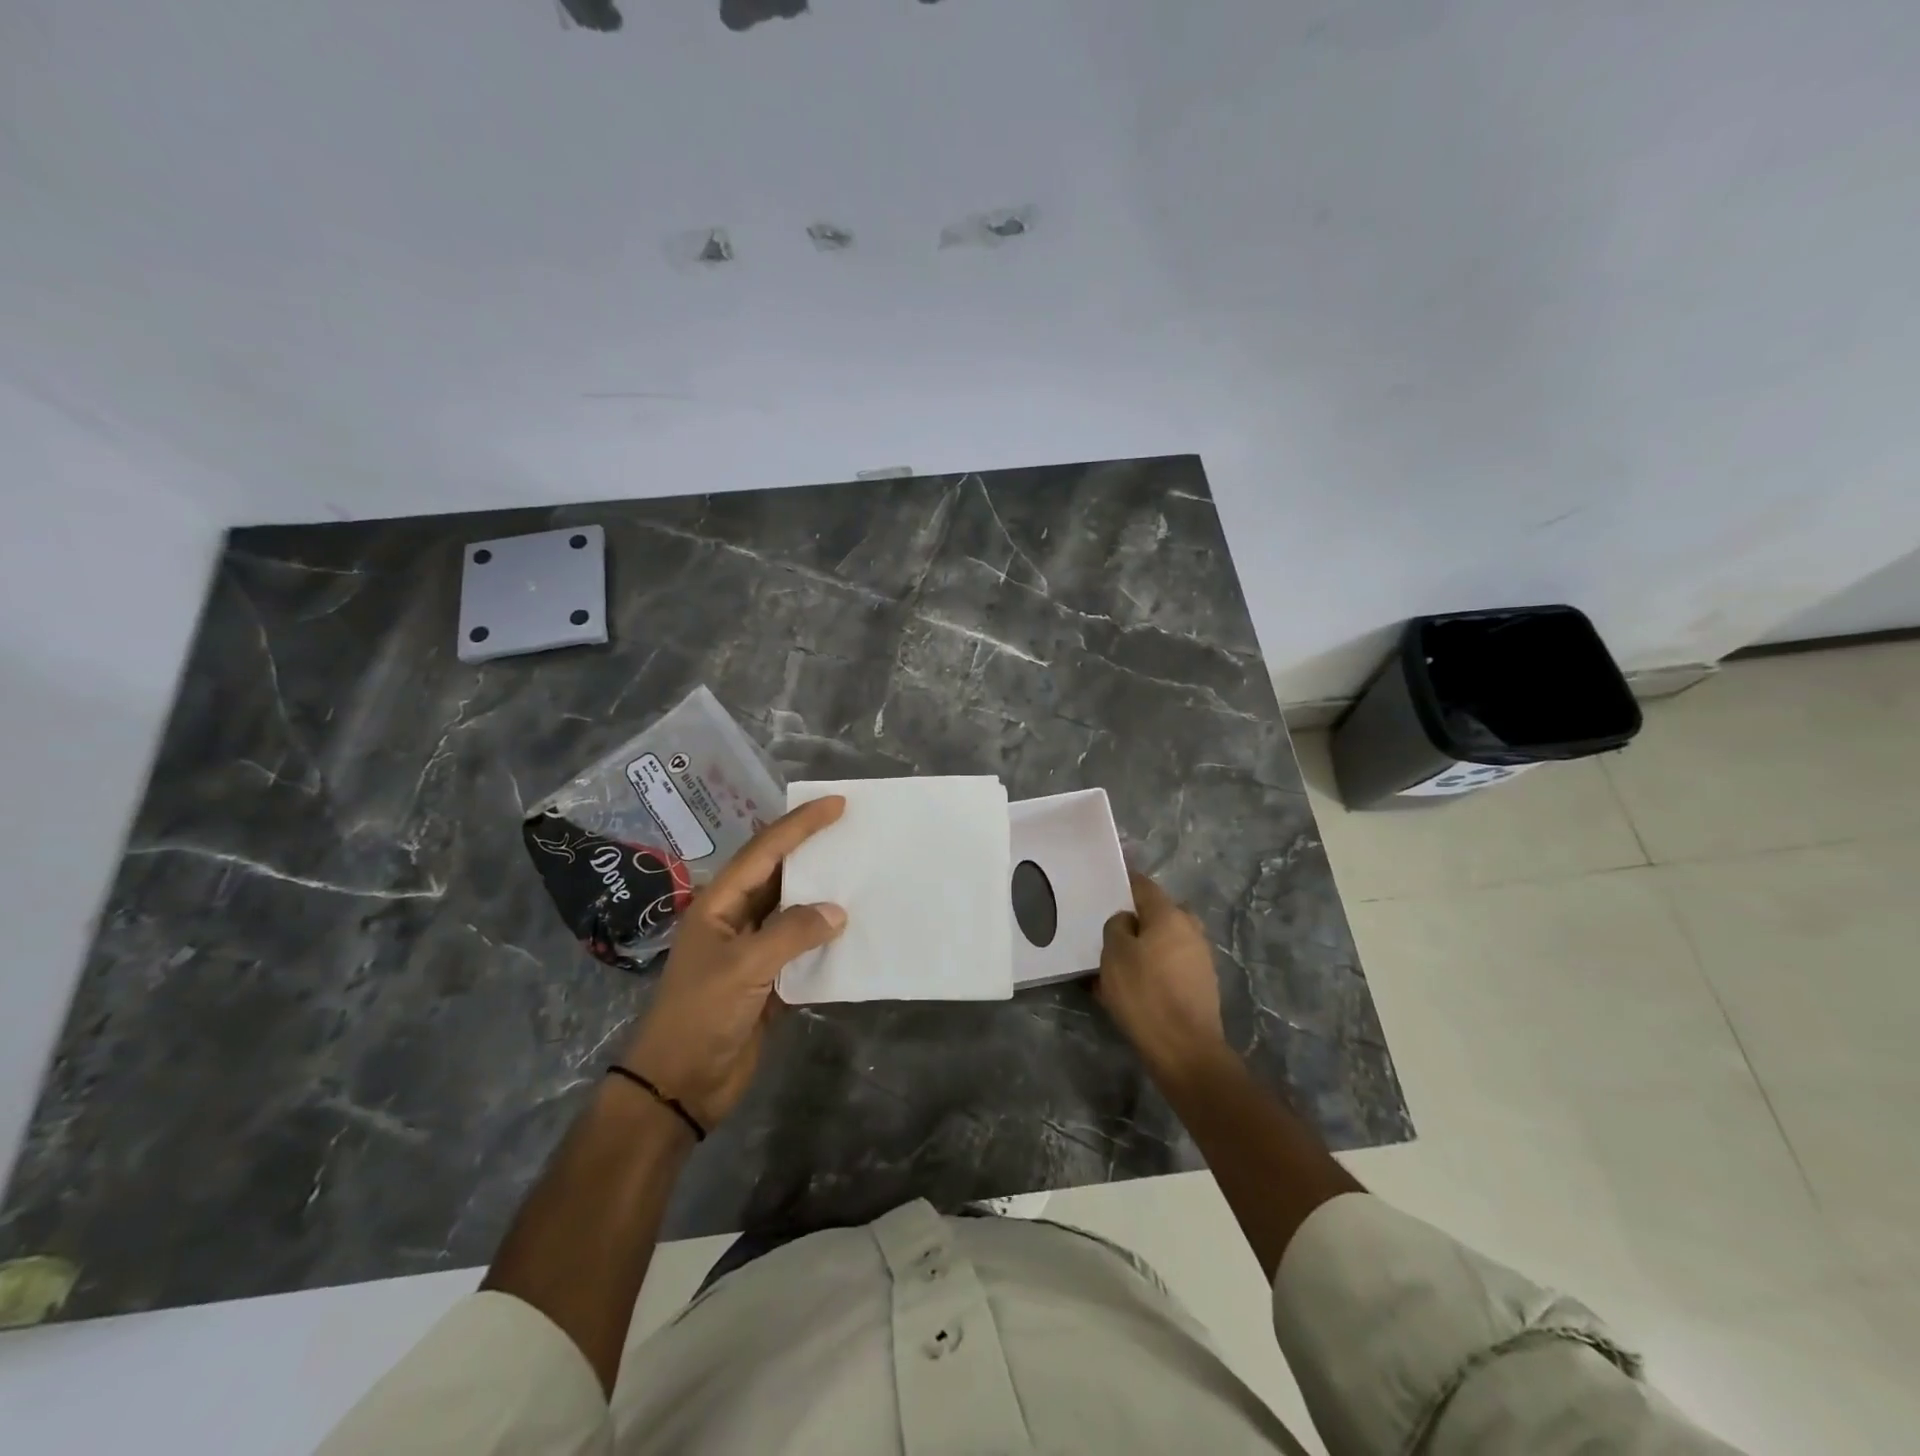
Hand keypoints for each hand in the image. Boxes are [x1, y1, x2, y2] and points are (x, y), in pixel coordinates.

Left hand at [620, 797, 847, 1129]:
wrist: (680, 1086)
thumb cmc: (700, 1016)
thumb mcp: (744, 968)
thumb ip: (791, 934)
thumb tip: (837, 912)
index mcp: (719, 903)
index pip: (765, 852)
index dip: (800, 825)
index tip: (836, 804)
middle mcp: (736, 918)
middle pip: (779, 873)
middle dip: (813, 850)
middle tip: (853, 830)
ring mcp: (752, 949)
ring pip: (793, 909)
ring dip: (823, 892)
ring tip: (860, 871)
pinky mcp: (768, 980)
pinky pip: (802, 946)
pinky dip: (826, 936)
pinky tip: (853, 929)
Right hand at [1095, 871, 1230, 1083]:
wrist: (1185, 1050)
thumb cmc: (1145, 994)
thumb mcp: (1114, 954)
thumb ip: (1117, 927)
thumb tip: (1128, 922)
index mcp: (1169, 915)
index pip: (1143, 885)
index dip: (1122, 883)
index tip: (1103, 887)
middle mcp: (1190, 929)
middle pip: (1158, 913)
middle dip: (1136, 918)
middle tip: (1110, 931)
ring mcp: (1200, 958)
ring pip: (1165, 941)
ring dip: (1145, 946)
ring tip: (1117, 964)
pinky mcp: (1201, 985)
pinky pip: (1171, 965)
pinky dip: (1154, 969)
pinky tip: (1134, 988)